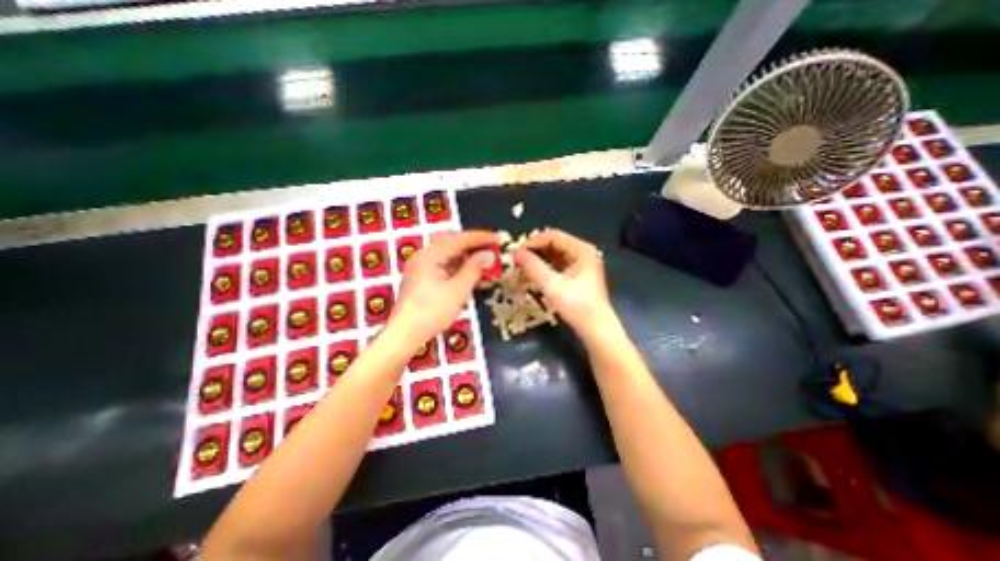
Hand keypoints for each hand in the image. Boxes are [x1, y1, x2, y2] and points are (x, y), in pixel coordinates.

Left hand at [393, 228, 497, 343]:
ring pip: (448, 254)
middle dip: (472, 245)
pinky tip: (471, 275)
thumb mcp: (458, 290)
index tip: (498, 238)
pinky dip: (458, 268)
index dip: (480, 238)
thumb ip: (474, 269)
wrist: (405, 334)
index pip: (459, 239)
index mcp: (430, 255)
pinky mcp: (422, 278)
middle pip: (451, 242)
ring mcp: (421, 267)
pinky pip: (444, 266)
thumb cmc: (432, 311)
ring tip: (485, 263)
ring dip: (466, 257)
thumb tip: (487, 254)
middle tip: (490, 249)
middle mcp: (423, 256)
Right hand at [516, 229, 618, 339]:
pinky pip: (557, 265)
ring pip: (554, 255)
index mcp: (581, 249)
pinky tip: (532, 276)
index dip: (532, 242)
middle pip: (553, 244)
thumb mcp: (552, 285)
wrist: (596, 328)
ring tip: (521, 270)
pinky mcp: (578, 275)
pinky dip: (544, 269)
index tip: (516, 252)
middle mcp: (582, 252)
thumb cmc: (576, 305)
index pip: (552, 236)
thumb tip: (515, 253)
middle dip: (534, 252)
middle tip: (516, 261)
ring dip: (537, 261)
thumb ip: (533, 266)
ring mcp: (581, 264)